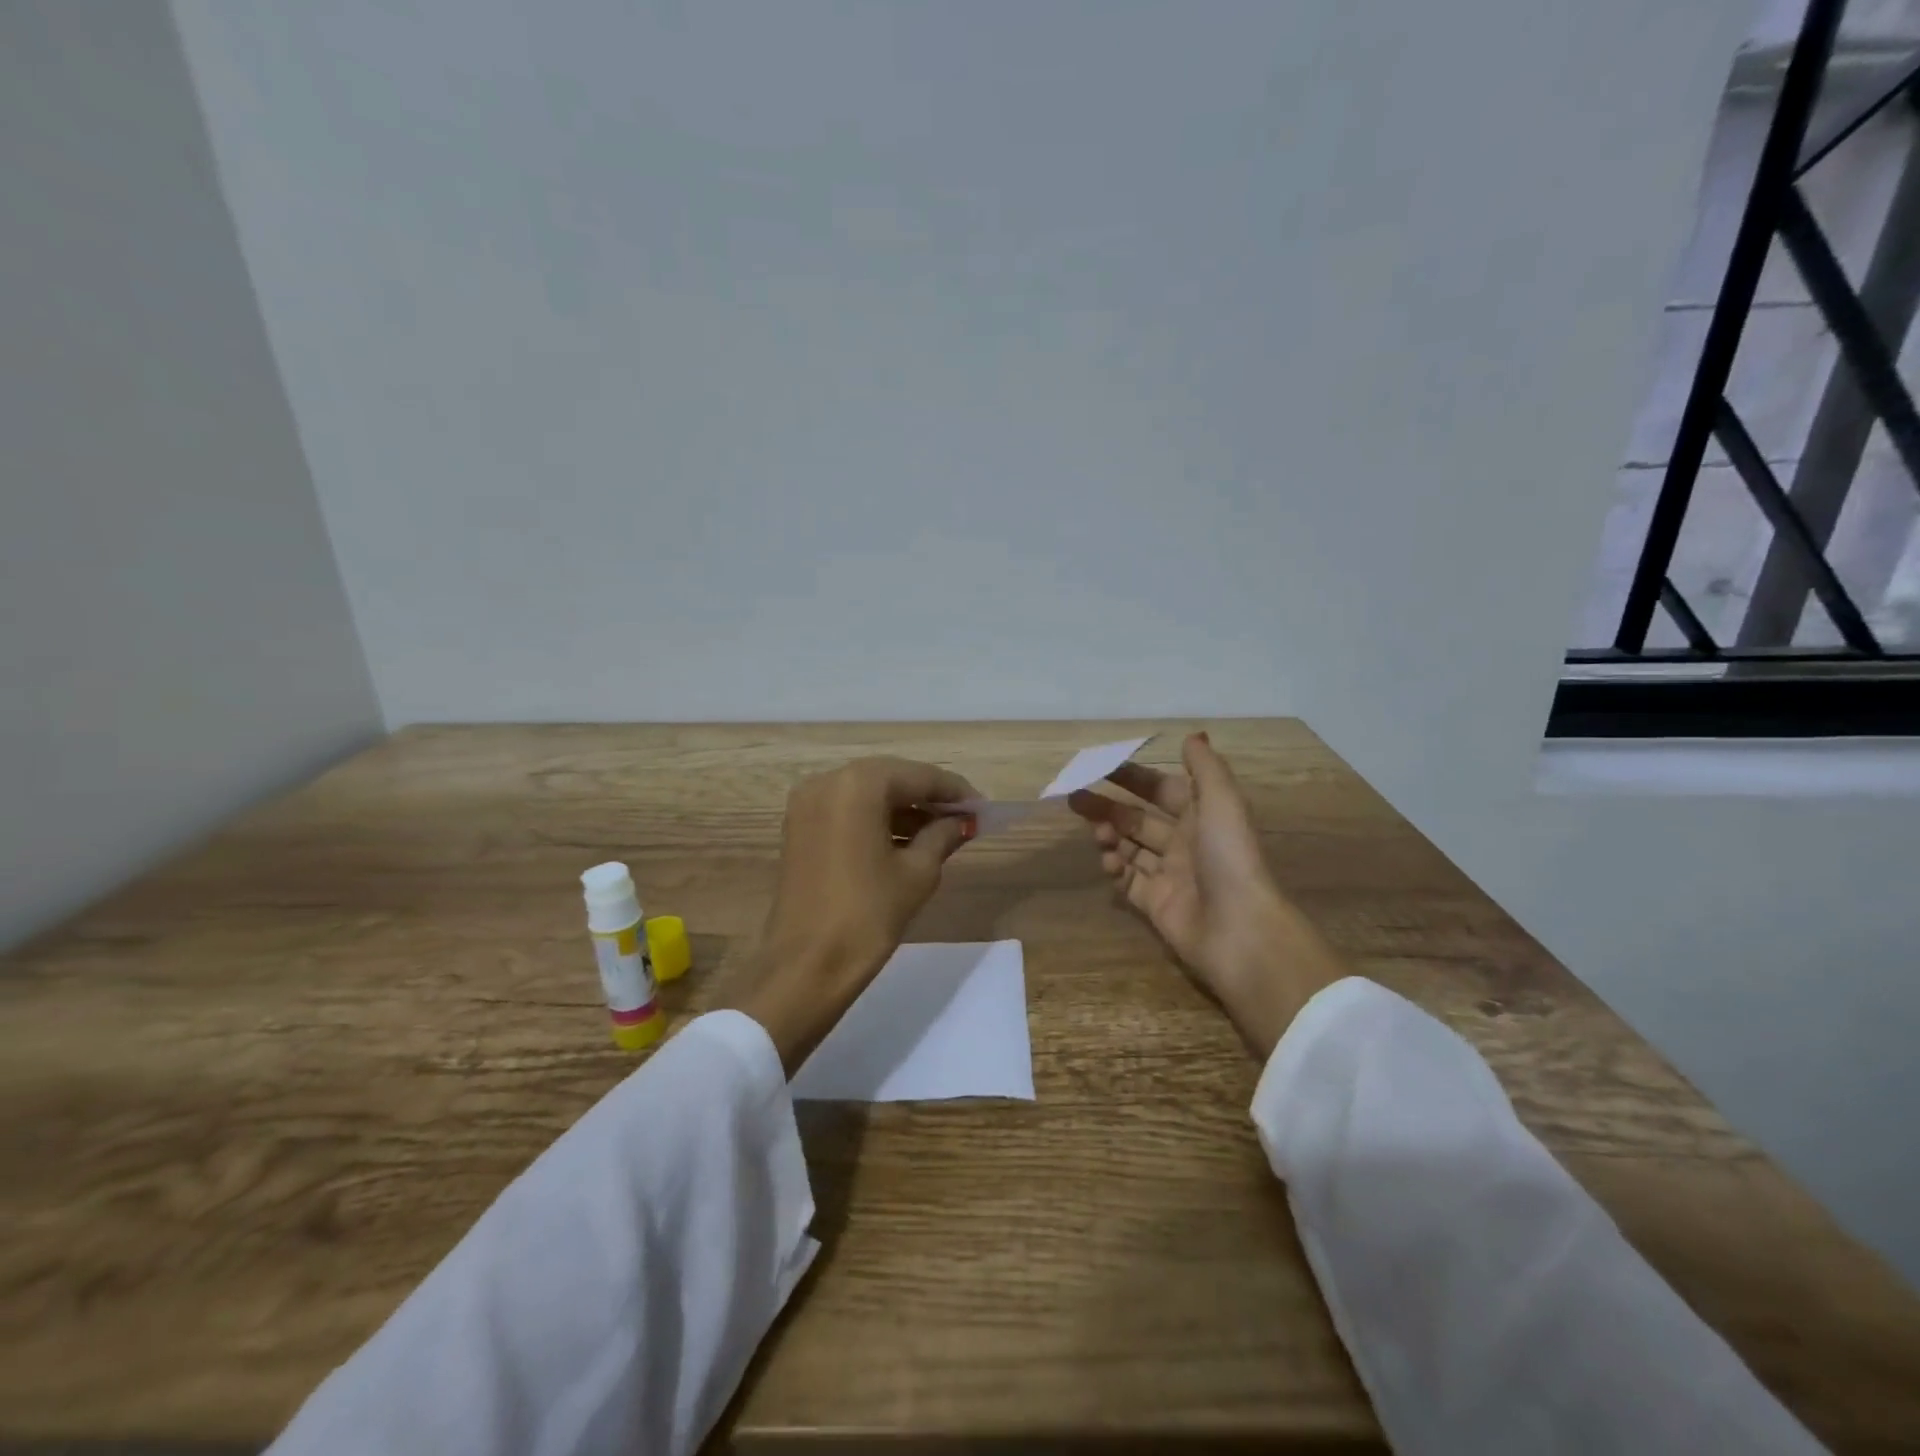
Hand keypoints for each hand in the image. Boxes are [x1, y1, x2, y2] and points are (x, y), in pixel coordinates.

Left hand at [728, 756, 978, 1073]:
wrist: (806, 966)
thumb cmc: (868, 914)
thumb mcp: (917, 872)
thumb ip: (943, 835)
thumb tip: (961, 821)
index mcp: (858, 784)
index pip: (919, 776)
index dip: (955, 791)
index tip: (983, 808)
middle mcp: (828, 781)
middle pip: (891, 779)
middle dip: (928, 797)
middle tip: (963, 819)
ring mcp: (807, 804)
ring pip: (867, 794)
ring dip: (902, 809)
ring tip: (940, 833)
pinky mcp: (798, 827)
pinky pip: (847, 811)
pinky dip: (876, 820)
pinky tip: (905, 841)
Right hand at [1068, 733, 1343, 1057]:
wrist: (1238, 927)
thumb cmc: (1228, 856)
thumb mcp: (1221, 800)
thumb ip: (1205, 767)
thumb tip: (1193, 735)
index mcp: (1202, 815)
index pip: (1161, 789)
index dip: (1133, 777)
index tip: (1100, 766)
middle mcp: (1185, 842)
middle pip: (1138, 817)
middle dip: (1108, 805)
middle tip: (1075, 796)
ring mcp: (1169, 874)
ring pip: (1129, 847)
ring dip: (1109, 834)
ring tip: (1095, 831)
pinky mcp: (1155, 903)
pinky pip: (1127, 879)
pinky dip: (1115, 867)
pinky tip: (1109, 861)